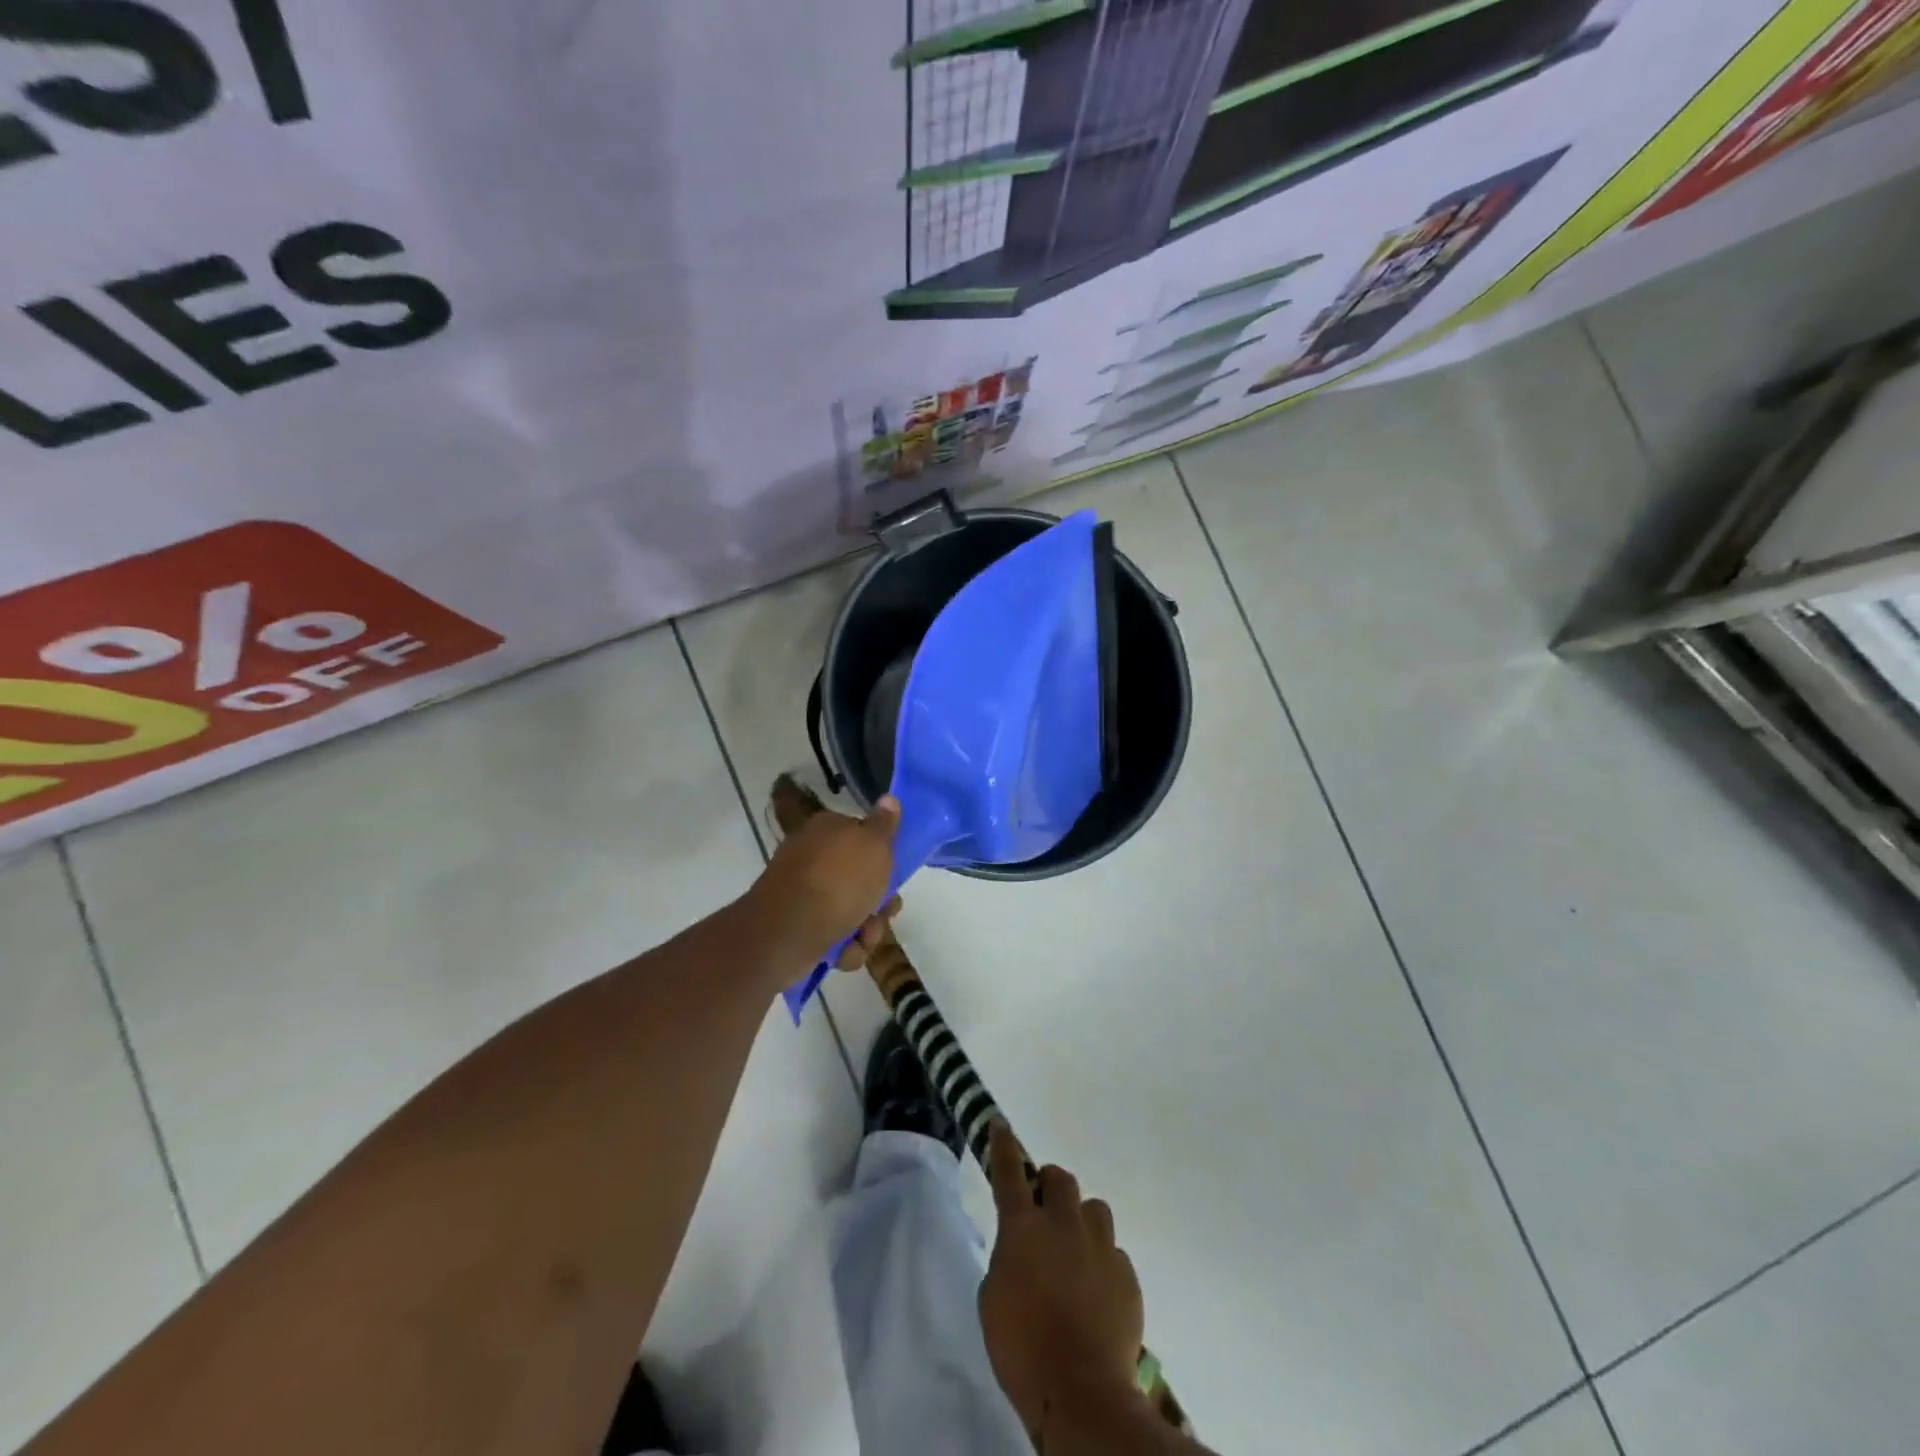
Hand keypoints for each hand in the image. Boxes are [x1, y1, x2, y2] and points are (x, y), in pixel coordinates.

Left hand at [745, 796, 899, 967]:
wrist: (787, 931)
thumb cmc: (838, 881)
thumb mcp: (874, 845)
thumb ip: (885, 824)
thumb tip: (889, 798)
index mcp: (828, 830)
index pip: (863, 836)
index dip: (883, 858)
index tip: (894, 875)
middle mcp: (813, 857)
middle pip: (861, 879)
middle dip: (878, 902)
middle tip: (883, 912)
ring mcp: (803, 893)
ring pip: (851, 911)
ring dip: (865, 929)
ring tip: (862, 937)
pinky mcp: (797, 926)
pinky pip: (833, 935)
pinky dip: (843, 946)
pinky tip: (842, 951)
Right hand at [979, 1122, 1145, 1441]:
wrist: (1079, 1391)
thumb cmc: (1021, 1347)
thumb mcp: (993, 1298)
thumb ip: (1007, 1259)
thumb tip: (1021, 1250)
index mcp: (1023, 1227)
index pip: (1010, 1172)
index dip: (1004, 1146)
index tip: (1001, 1124)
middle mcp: (1064, 1224)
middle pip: (1060, 1179)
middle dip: (1051, 1186)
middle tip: (1044, 1209)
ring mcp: (1100, 1246)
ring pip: (1095, 1209)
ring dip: (1082, 1221)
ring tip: (1076, 1251)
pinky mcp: (1126, 1274)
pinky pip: (1114, 1252)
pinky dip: (1102, 1263)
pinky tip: (1096, 1293)